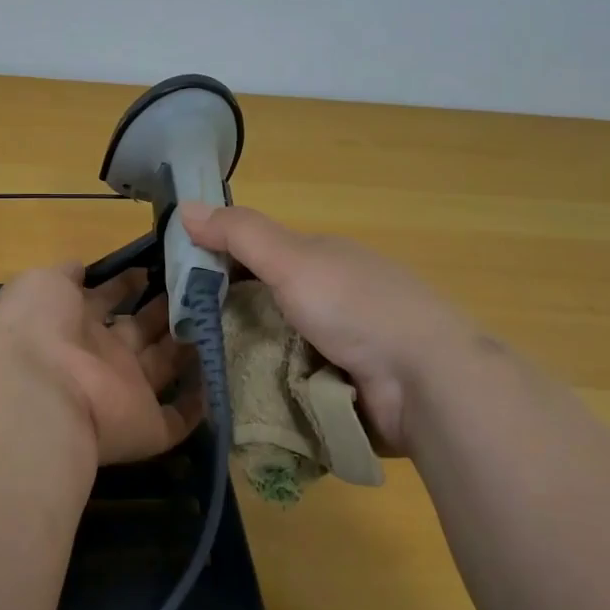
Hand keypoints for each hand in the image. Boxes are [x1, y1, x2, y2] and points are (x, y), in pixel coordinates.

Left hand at [0, 265, 202, 465]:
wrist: (40, 392)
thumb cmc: (39, 326)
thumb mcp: (44, 282)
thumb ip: (66, 275)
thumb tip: (81, 267)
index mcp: (73, 323)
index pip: (106, 299)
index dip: (128, 283)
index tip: (157, 265)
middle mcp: (100, 356)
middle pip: (139, 330)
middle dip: (164, 309)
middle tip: (198, 286)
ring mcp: (123, 392)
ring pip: (162, 367)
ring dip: (186, 345)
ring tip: (218, 314)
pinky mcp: (145, 427)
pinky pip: (176, 419)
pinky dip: (198, 406)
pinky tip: (219, 377)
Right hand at [180, 202, 465, 453]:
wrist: (428, 382)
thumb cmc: (356, 307)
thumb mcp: (292, 259)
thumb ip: (240, 234)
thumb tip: (185, 206)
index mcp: (323, 261)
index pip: (258, 256)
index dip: (219, 266)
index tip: (181, 289)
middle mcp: (333, 299)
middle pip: (266, 306)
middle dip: (230, 321)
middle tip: (184, 342)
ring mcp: (343, 348)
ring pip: (278, 350)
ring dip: (249, 361)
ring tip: (203, 379)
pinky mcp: (348, 390)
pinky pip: (296, 386)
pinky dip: (274, 391)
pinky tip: (241, 403)